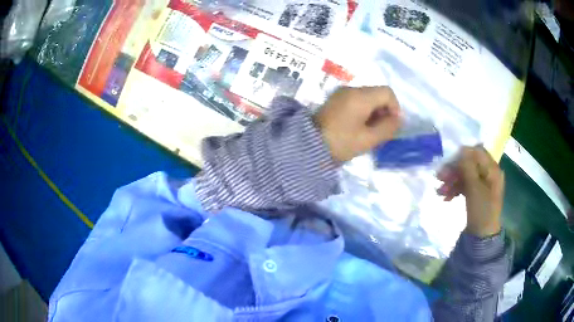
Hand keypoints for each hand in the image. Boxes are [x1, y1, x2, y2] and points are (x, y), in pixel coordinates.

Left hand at [314, 86, 400, 161]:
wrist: (307, 147)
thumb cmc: (340, 143)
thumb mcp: (368, 139)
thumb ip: (388, 128)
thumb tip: (399, 119)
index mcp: (360, 96)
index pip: (387, 92)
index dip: (395, 107)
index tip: (392, 125)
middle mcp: (350, 89)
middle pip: (377, 93)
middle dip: (384, 111)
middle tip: (381, 131)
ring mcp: (340, 94)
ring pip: (367, 98)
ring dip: (374, 112)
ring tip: (370, 132)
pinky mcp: (334, 101)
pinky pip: (355, 101)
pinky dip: (363, 112)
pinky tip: (359, 128)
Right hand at [437, 147, 504, 236]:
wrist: (482, 236)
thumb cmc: (482, 210)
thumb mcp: (474, 187)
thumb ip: (468, 167)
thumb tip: (462, 149)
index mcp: (492, 169)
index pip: (477, 151)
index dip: (463, 154)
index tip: (448, 161)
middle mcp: (488, 173)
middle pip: (469, 164)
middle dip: (454, 170)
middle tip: (439, 177)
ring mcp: (482, 184)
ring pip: (465, 175)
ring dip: (452, 181)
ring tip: (439, 191)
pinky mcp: (476, 193)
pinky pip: (465, 185)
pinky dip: (455, 189)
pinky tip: (446, 197)